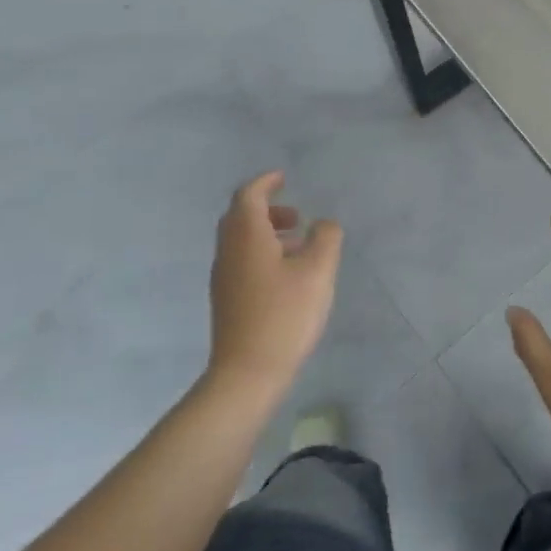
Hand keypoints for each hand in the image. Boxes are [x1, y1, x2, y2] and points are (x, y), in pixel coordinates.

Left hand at [206, 172, 342, 402]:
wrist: (247, 373)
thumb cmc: (285, 315)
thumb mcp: (318, 271)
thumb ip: (326, 238)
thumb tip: (324, 224)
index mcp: (247, 237)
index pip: (248, 196)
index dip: (266, 182)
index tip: (284, 177)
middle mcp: (229, 252)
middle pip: (240, 217)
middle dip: (267, 208)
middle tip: (296, 215)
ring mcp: (224, 278)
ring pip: (240, 240)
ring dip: (266, 232)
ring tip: (299, 245)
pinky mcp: (227, 300)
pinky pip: (241, 261)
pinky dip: (262, 252)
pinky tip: (287, 274)